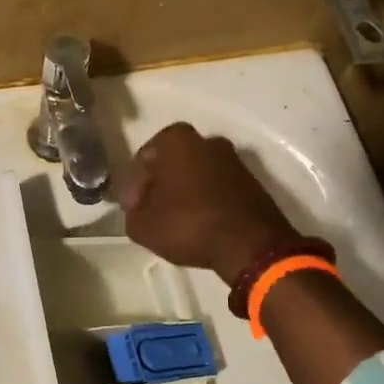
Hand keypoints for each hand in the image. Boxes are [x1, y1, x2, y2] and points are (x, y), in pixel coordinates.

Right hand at [118, 122, 303, 283]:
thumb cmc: (189, 224)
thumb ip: (132, 211)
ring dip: (185, 193)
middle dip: (161, 186)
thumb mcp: (142, 226)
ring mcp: (233, 159)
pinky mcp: (251, 181)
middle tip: (153, 214)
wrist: (250, 244)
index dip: (134, 188)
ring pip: (196, 174)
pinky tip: (201, 224)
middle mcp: (207, 140)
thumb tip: (139, 207)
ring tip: (177, 223)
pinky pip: (217, 187)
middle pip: (171, 163)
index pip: (143, 160)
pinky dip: (207, 201)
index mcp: (176, 139)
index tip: (135, 211)